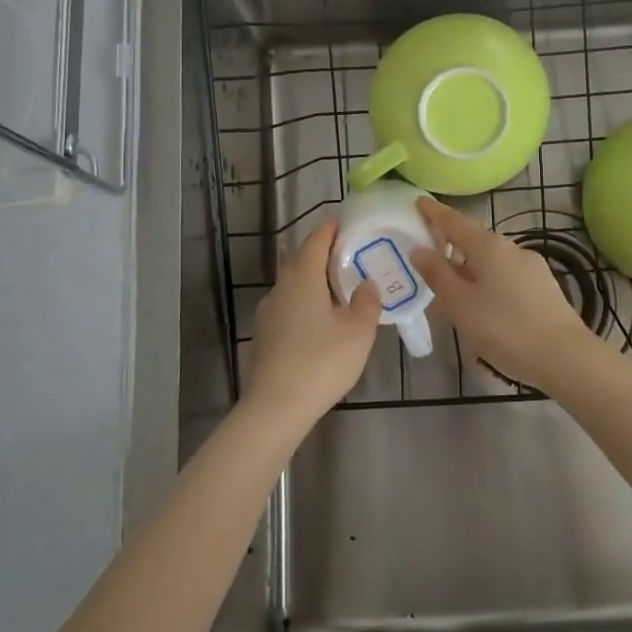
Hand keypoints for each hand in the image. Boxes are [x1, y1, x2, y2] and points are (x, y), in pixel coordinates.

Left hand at [244, 219, 381, 428]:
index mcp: (303, 277)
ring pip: (294, 283)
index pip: (317, 239)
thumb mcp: (358, 332)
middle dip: (324, 252)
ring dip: (315, 279)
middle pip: (302, 258)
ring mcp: (268, 310)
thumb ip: (366, 302)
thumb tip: (366, 284)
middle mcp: (281, 286)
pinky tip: (321, 320)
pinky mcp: (264, 333)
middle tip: (352, 256)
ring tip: (341, 289)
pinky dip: (306, 300)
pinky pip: (289, 304)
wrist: (275, 407)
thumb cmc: (321, 363)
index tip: (350, 224)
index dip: (333, 228)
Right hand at [410, 198, 602, 393]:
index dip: (434, 212)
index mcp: (488, 246)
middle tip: (430, 257)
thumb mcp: (460, 304)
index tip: (419, 200)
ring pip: (492, 260)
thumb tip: (419, 249)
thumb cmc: (504, 328)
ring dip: (471, 267)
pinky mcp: (544, 286)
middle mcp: (511, 248)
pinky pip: (507, 275)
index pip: (454, 221)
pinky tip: (486, 305)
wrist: (565, 356)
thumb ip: (437, 274)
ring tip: (455, 289)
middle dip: (452, 245)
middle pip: (474, 240)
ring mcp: (532, 266)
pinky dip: (490, 281)